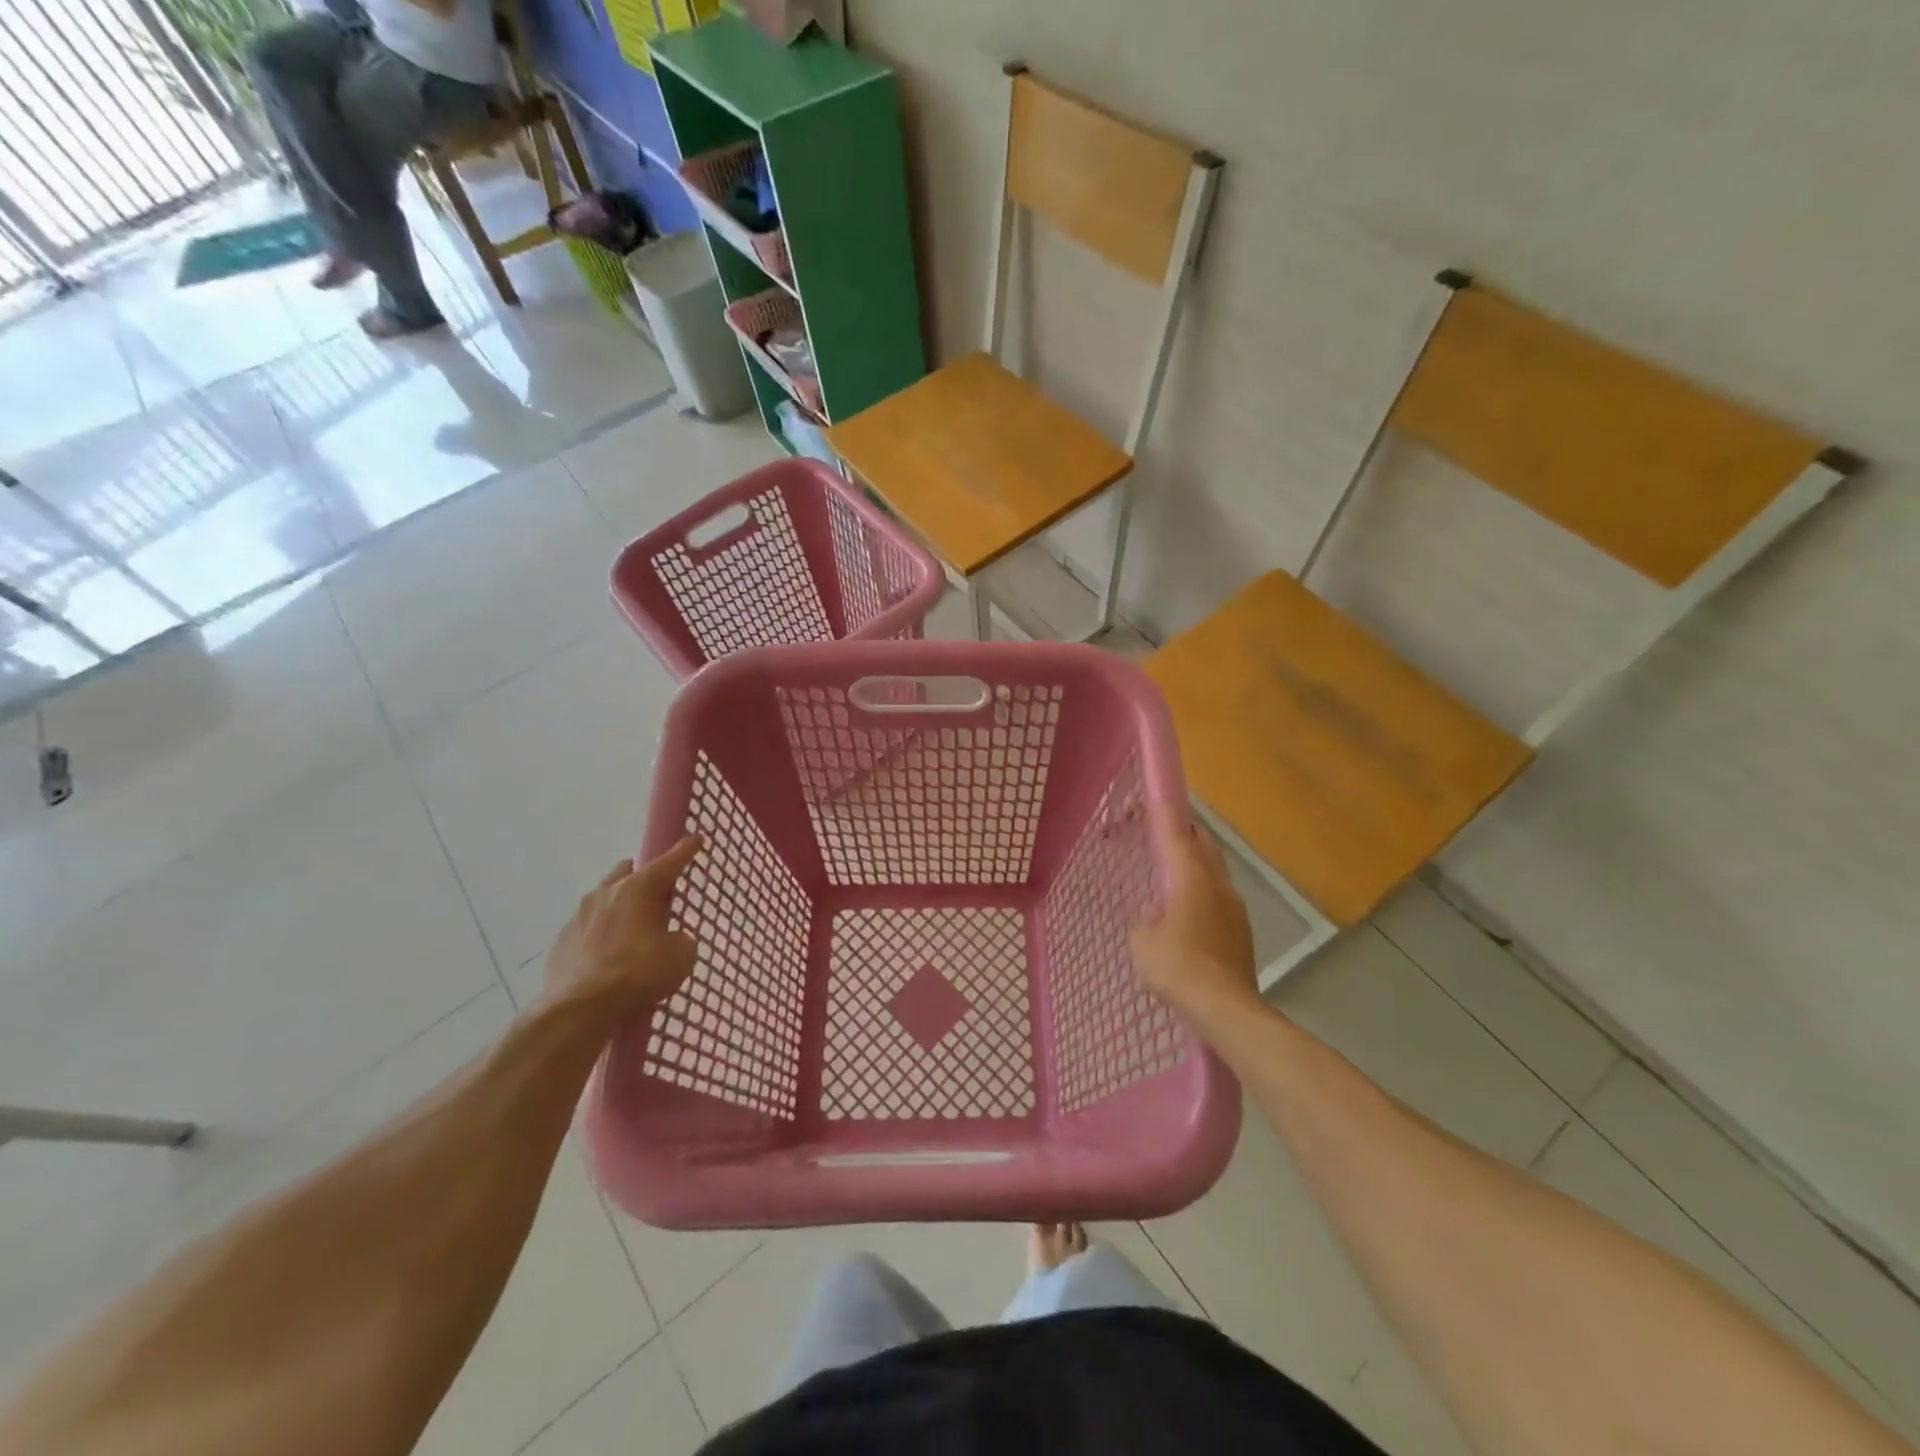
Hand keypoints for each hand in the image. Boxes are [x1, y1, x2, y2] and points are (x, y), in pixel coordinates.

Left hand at [542, 837, 702, 1015]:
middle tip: (659, 899)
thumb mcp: (681, 956)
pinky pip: (587, 928)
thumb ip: (680, 939)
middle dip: (645, 879)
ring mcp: (579, 916)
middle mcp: (607, 893)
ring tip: (632, 931)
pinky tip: (608, 957)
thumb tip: (671, 940)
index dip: (686, 850)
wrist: (579, 1010)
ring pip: (604, 898)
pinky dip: (601, 935)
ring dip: (620, 907)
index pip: (670, 861)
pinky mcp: (561, 941)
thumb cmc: (638, 974)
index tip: (697, 838)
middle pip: (629, 873)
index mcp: (640, 888)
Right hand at [1130, 806, 1261, 1029]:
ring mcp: (1235, 910)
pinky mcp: (1242, 934)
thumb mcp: (1142, 942)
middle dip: (1187, 834)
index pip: (1177, 835)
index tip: (1157, 796)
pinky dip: (1203, 895)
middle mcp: (1218, 886)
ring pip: (1215, 873)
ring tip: (1175, 874)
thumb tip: (1158, 920)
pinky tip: (1189, 915)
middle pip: (1204, 847)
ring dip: (1197, 866)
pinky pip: (1219, 900)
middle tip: (1167, 831)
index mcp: (1192, 879)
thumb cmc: (1177, 967)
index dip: (1165, 814)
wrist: (1226, 1009)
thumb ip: (1147, 921)